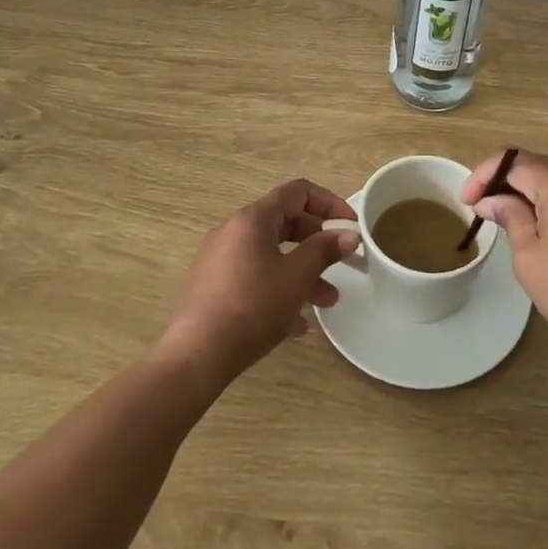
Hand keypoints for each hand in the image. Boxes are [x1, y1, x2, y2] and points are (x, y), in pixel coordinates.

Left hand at [160, 179, 360, 383]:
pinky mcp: (213, 287)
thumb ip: (325, 250)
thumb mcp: (297, 277)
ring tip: (327, 300)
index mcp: (252, 219)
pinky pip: (254, 277)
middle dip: (317, 242)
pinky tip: (296, 323)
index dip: (329, 203)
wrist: (196, 356)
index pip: (297, 192)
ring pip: (271, 254)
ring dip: (301, 271)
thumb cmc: (252, 306)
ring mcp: (220, 260)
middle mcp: (233, 231)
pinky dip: (278, 289)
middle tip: (341, 261)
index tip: (351, 226)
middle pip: (284, 222)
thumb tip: (349, 234)